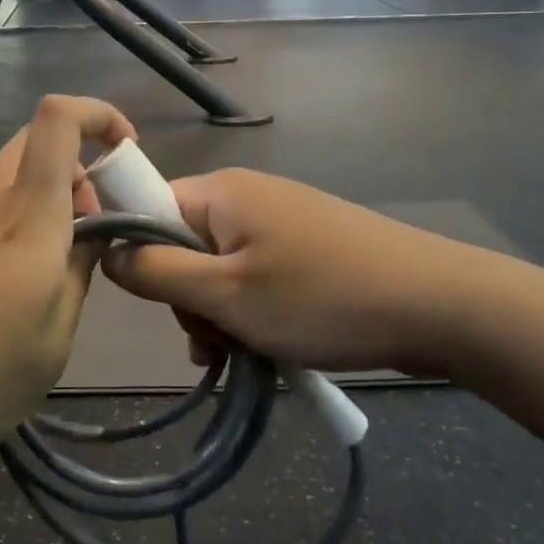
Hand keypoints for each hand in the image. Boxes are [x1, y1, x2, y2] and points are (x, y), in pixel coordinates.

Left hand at [0, 96, 136, 477]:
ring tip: (53, 283)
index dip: (97, 113)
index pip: (55, 121)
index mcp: (26, 218)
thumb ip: (78, 278)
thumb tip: (91, 237)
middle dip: (78, 165)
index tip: (126, 151)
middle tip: (94, 225)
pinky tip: (2, 306)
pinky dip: (12, 237)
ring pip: (9, 186)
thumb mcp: (51, 344)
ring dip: (45, 209)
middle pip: (32, 142)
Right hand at [105, 169, 498, 375]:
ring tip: (249, 351)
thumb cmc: (320, 297)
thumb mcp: (226, 294)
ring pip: (219, 268)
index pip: (147, 210)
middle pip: (183, 245)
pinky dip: (252, 310)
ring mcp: (280, 219)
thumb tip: (106, 252)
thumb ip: (157, 273)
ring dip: (221, 313)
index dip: (140, 257)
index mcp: (220, 192)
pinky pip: (255, 274)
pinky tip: (270, 346)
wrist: (437, 303)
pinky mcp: (306, 245)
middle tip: (218, 338)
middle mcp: (246, 195)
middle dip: (190, 298)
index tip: (161, 304)